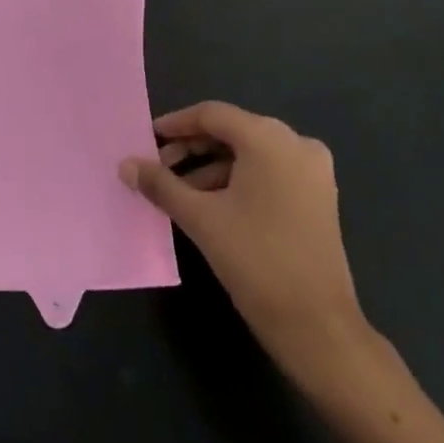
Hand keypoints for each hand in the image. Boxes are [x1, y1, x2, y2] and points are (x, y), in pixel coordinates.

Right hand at [121, 102, 366, 374]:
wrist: (318, 327)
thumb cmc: (256, 260)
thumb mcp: (200, 218)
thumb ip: (160, 184)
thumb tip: (125, 165)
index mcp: (269, 139)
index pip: (212, 115)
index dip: (176, 124)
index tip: (147, 139)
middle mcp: (296, 144)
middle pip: (232, 131)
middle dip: (192, 148)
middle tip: (159, 167)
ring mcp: (312, 171)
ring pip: (250, 154)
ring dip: (211, 167)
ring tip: (178, 191)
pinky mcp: (318, 197)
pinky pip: (268, 173)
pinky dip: (237, 181)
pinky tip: (210, 204)